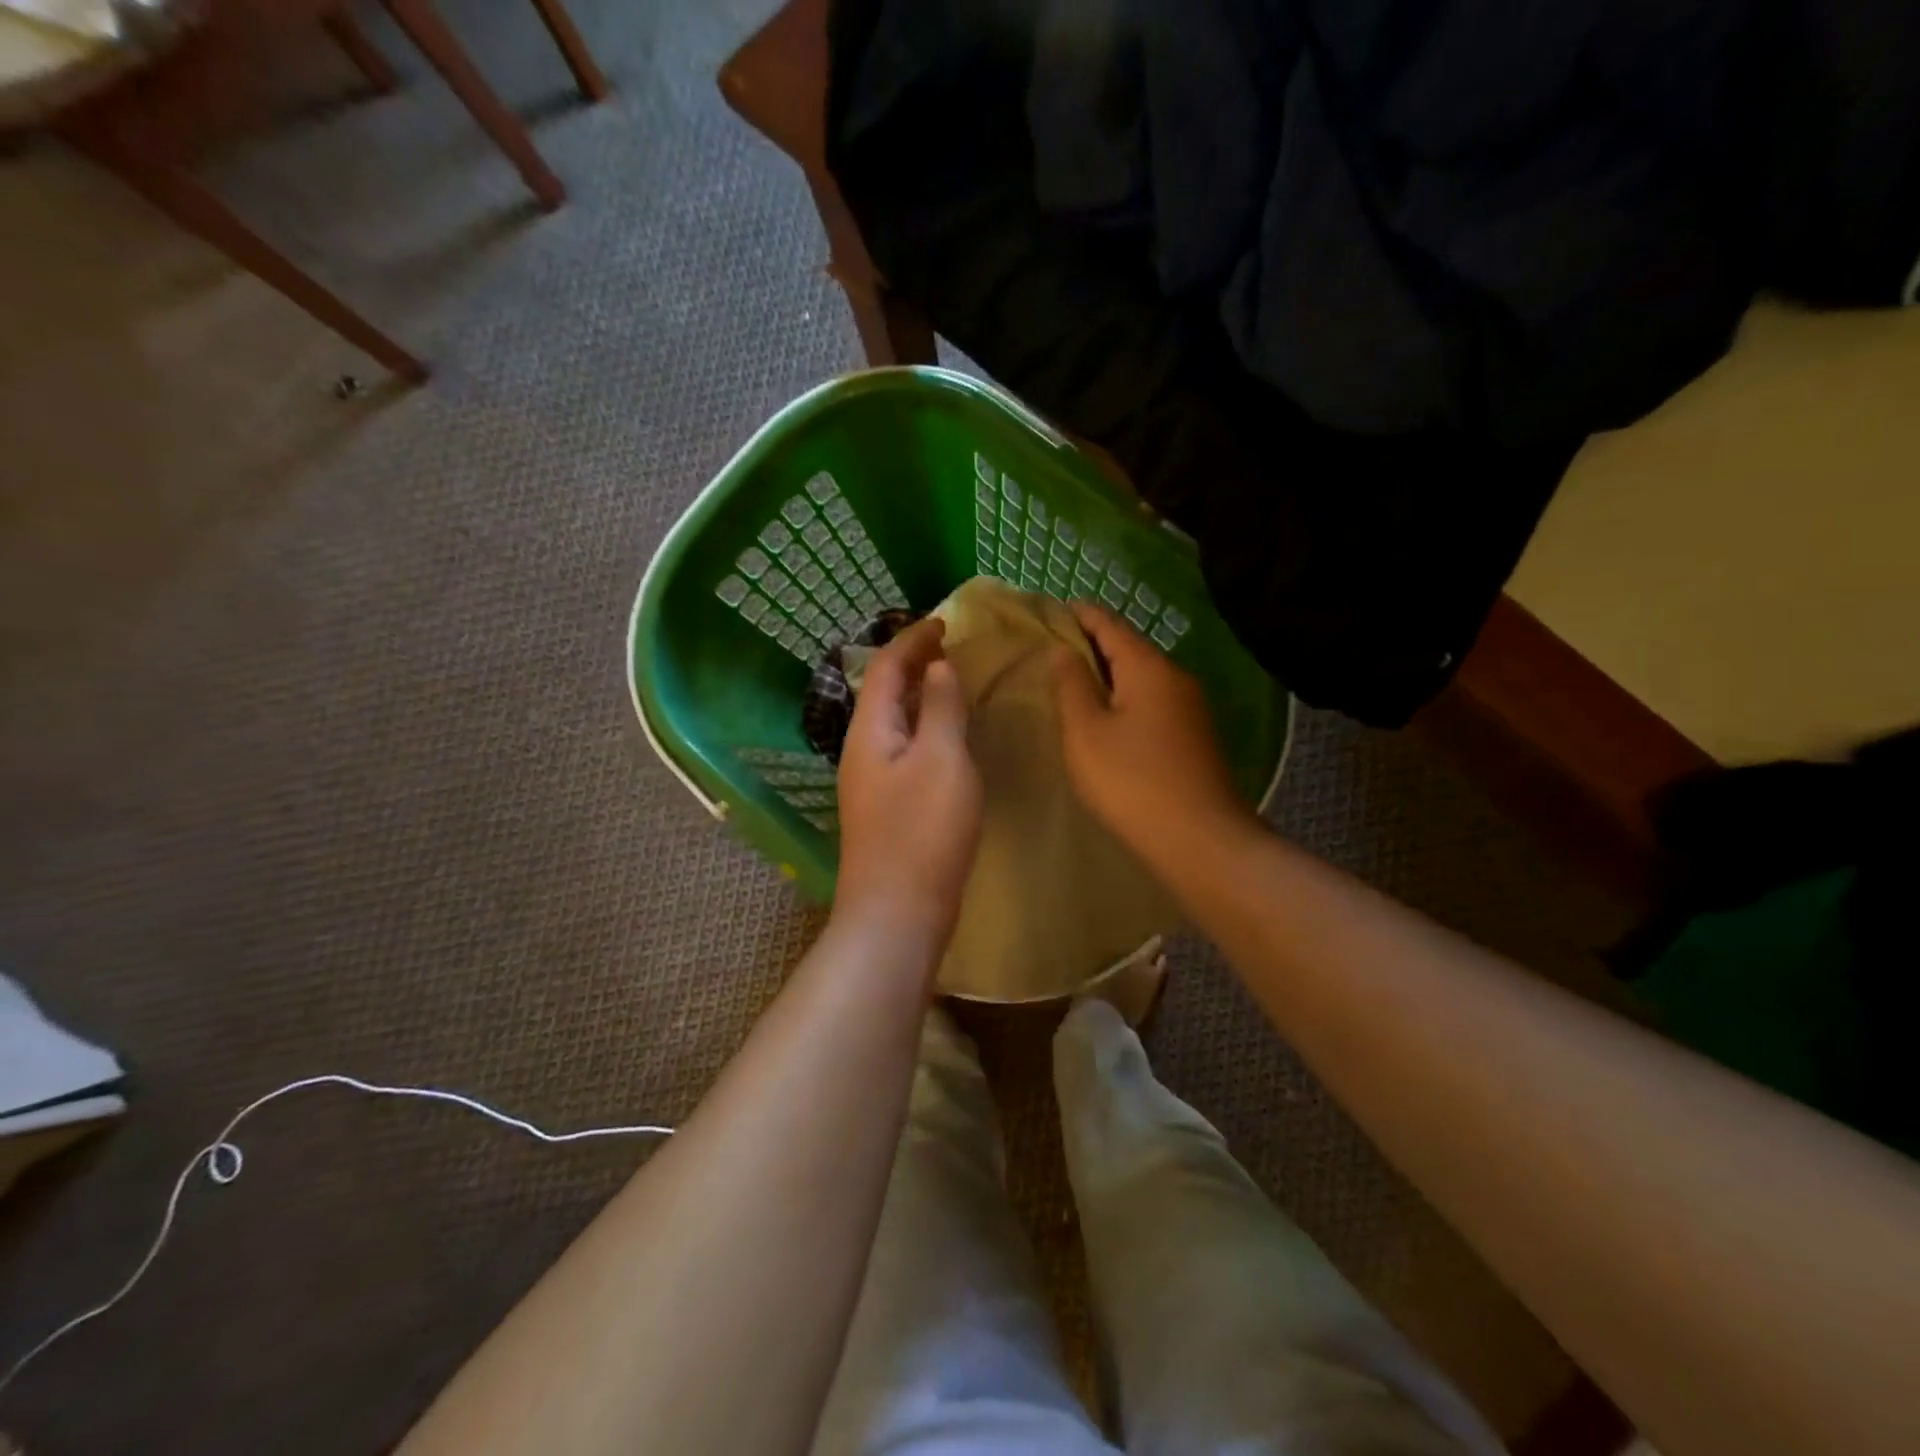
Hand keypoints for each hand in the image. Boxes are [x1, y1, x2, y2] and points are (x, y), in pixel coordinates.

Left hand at [834, 619, 982, 948]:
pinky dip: (928, 729)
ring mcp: (873, 782)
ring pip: (896, 722)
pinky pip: (907, 749)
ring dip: (921, 696)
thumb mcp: (942, 759)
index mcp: (870, 731)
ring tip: (955, 684)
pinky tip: (951, 739)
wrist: (898, 912)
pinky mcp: (889, 807)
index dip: (913, 640)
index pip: (886, 667)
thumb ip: (942, 708)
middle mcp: (863, 750)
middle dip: (914, 664)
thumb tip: (939, 668)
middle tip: (952, 648)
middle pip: (885, 692)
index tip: (945, 622)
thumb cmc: (922, 832)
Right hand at [1051, 602, 1251, 855]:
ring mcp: (1191, 708)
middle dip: (1094, 643)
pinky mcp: (1195, 736)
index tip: (1054, 608)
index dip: (1081, 614)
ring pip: (1143, 677)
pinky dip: (1126, 697)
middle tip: (1055, 646)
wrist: (1200, 840)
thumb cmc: (1132, 781)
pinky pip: (1153, 701)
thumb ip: (1071, 685)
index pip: (1110, 625)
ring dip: (1110, 673)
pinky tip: (1108, 716)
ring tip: (1075, 681)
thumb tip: (1062, 649)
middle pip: (1130, 648)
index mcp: (1149, 668)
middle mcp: (1176, 678)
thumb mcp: (1086, 732)